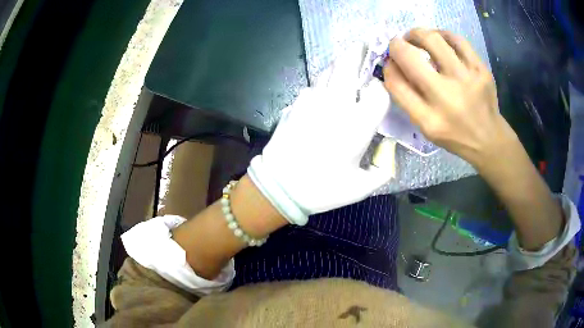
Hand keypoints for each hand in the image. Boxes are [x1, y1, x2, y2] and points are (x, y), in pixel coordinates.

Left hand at [247, 43, 393, 224]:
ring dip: (340, 66)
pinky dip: (323, 83)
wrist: (279, 187)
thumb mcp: (362, 187)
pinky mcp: (295, 103)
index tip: (380, 93)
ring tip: (347, 67)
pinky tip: (325, 94)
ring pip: (329, 70)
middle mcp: (336, 105)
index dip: (381, 88)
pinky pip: (313, 85)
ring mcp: (312, 100)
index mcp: (357, 124)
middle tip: (364, 46)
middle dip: (358, 52)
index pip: (377, 91)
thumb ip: (384, 167)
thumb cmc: (323, 189)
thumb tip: (388, 147)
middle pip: (349, 65)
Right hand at [383, 28, 517, 166]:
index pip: (395, 83)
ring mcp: (467, 81)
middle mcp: (447, 98)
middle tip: (399, 44)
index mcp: (429, 120)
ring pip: (432, 39)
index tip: (390, 62)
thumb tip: (393, 64)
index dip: (388, 67)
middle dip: (397, 45)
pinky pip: (456, 39)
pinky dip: (442, 34)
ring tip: (417, 37)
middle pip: (409, 57)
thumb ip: (408, 98)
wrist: (488, 138)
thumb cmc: (454, 134)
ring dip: (417, 33)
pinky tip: (439, 39)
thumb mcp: (426, 128)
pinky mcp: (481, 70)